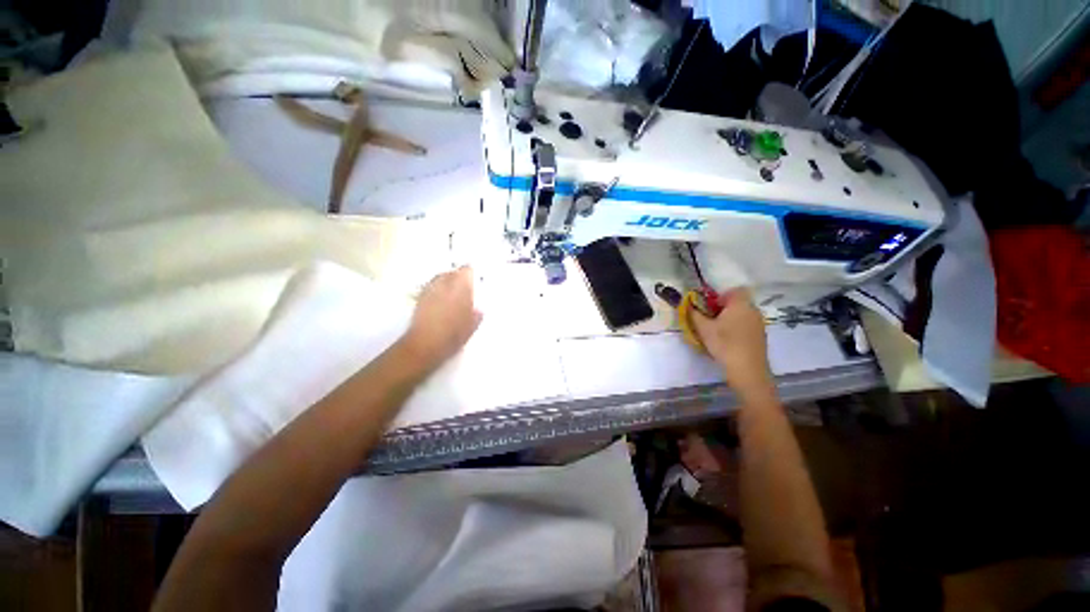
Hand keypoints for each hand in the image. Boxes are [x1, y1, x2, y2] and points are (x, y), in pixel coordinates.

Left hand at [403, 266, 482, 366]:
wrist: (426, 344)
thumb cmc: (453, 333)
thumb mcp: (472, 325)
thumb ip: (477, 314)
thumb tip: (478, 310)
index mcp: (461, 286)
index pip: (467, 270)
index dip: (472, 275)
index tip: (475, 282)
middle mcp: (444, 283)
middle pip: (452, 272)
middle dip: (458, 279)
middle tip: (465, 290)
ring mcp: (429, 289)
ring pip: (440, 279)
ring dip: (446, 284)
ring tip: (452, 297)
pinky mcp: (419, 298)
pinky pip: (431, 289)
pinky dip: (436, 293)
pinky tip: (440, 305)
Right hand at [690, 288, 775, 403]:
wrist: (748, 370)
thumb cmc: (725, 344)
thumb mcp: (703, 328)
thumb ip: (694, 313)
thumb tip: (688, 304)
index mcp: (741, 304)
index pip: (734, 290)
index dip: (720, 295)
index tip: (708, 307)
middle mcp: (753, 310)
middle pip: (737, 302)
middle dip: (722, 308)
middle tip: (708, 319)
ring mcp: (759, 324)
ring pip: (741, 314)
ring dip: (729, 319)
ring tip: (716, 332)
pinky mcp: (760, 336)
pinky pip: (746, 325)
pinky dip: (736, 328)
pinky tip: (727, 341)